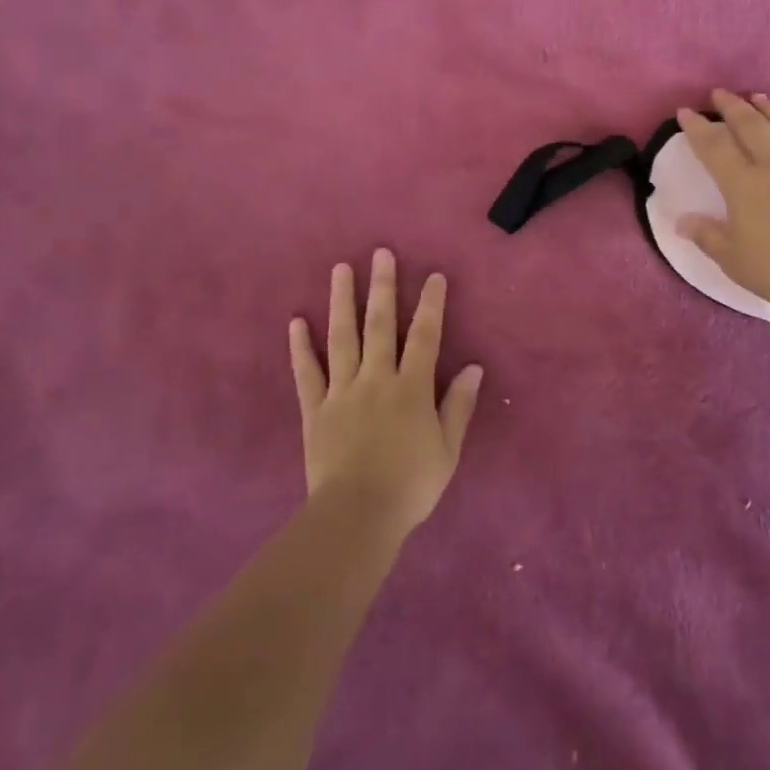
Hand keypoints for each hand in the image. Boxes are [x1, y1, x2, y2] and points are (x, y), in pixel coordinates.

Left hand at [289, 249, 483, 539]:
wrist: (358, 516)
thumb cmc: (410, 485)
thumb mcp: (447, 449)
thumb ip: (458, 405)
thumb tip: (473, 368)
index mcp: (411, 388)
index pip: (424, 336)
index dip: (430, 304)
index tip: (433, 276)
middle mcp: (376, 378)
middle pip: (379, 325)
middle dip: (382, 286)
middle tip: (380, 253)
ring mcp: (342, 391)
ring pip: (341, 338)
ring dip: (342, 301)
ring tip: (340, 269)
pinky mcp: (315, 410)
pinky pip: (306, 373)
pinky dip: (301, 347)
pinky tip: (296, 322)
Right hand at [676, 90, 769, 317]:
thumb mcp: (731, 257)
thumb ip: (706, 235)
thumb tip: (682, 221)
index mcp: (744, 183)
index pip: (714, 147)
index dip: (697, 127)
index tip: (684, 112)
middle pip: (752, 127)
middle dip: (733, 107)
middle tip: (720, 93)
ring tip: (760, 97)